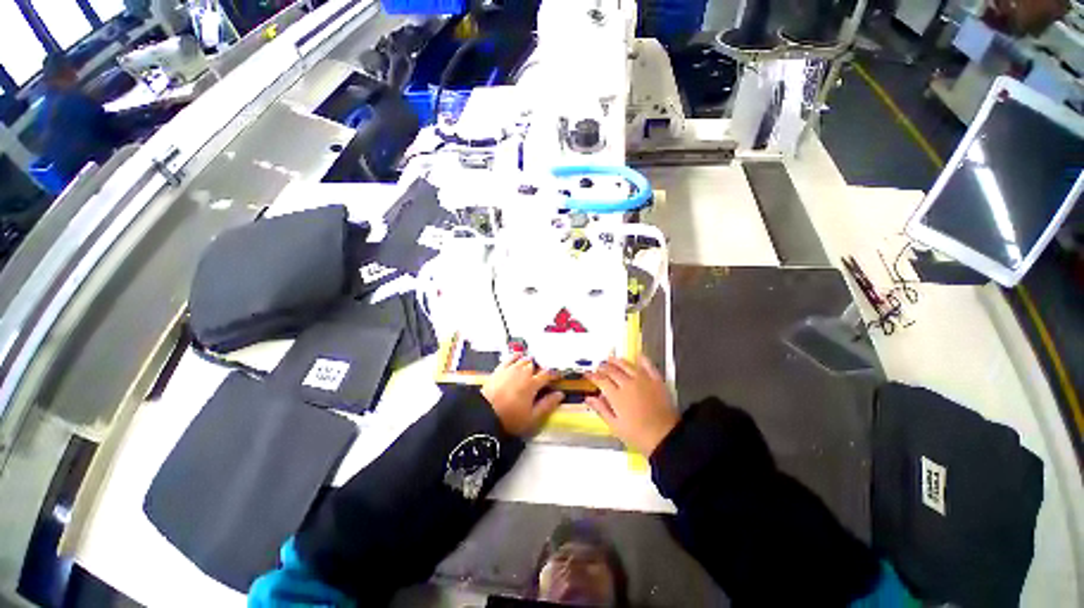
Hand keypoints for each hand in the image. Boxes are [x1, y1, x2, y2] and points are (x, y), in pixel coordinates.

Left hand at [482, 354, 564, 435]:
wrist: (484, 415)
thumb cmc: (510, 419)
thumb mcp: (532, 417)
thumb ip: (547, 405)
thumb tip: (560, 395)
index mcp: (532, 383)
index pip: (547, 374)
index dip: (554, 374)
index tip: (558, 376)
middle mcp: (522, 372)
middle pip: (536, 364)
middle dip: (542, 367)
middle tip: (544, 373)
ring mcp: (510, 369)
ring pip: (524, 359)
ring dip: (531, 361)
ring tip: (534, 365)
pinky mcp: (499, 369)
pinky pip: (511, 358)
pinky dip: (517, 355)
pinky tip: (519, 356)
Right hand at [586, 356, 677, 455]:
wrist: (666, 437)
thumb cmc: (637, 434)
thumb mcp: (615, 426)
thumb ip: (601, 409)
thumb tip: (589, 398)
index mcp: (617, 396)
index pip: (601, 380)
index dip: (592, 376)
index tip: (587, 374)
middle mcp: (628, 384)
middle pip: (612, 371)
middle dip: (603, 367)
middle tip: (598, 366)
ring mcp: (643, 380)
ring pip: (627, 365)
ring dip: (617, 361)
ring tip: (611, 359)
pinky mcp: (656, 380)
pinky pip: (648, 365)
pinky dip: (642, 359)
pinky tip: (637, 356)